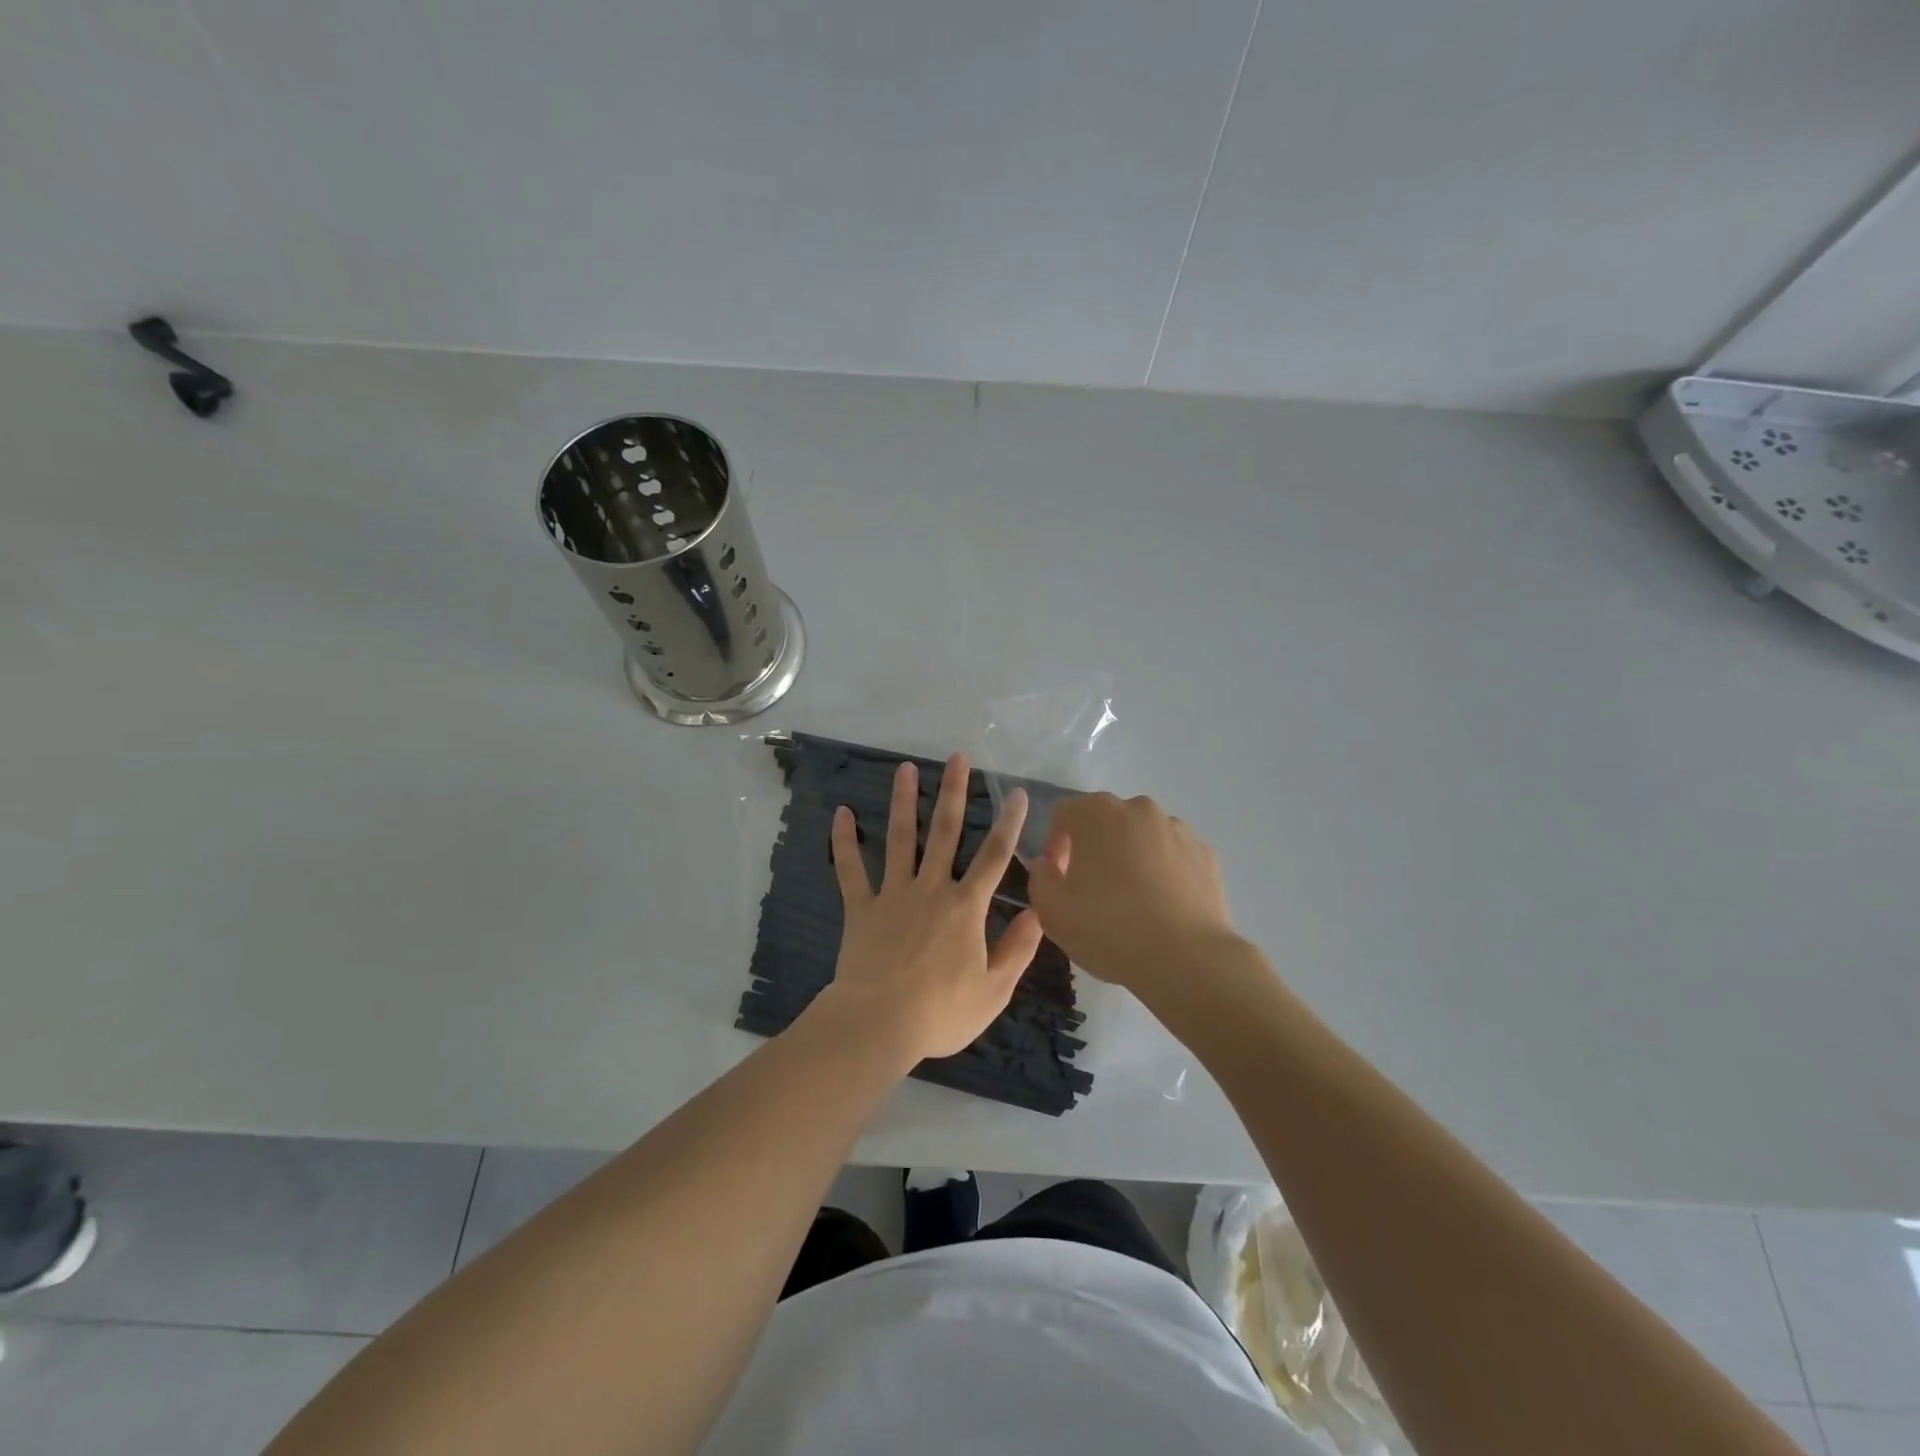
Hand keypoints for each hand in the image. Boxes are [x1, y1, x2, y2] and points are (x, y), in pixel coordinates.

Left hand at [816, 754, 1044, 1064]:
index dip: (1009, 823)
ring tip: (905, 768)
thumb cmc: (941, 1012)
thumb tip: (1038, 913)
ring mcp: (893, 894)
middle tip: (957, 758)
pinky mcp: (861, 908)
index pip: (995, 857)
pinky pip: (851, 870)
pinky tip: (842, 813)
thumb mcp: (994, 989)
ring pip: (900, 839)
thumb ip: (1018, 948)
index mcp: (966, 907)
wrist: (879, 1024)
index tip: (1015, 792)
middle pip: (946, 832)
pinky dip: (845, 842)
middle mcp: (931, 889)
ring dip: (904, 801)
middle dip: (953, 793)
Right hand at [1023, 793, 1236, 993]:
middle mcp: (1139, 808)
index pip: (1063, 813)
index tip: (1059, 879)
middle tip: (1091, 889)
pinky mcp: (1205, 853)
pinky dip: (1161, 870)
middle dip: (1092, 846)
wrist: (1187, 960)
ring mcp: (1177, 828)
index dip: (1054, 844)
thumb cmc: (1110, 929)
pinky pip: (1170, 854)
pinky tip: (1160, 905)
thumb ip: (1039, 877)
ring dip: (1128, 855)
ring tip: (1130, 899)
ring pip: (1139, 835)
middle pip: (1104, 819)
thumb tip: (1047, 865)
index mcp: (1097, 813)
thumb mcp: (1052, 911)